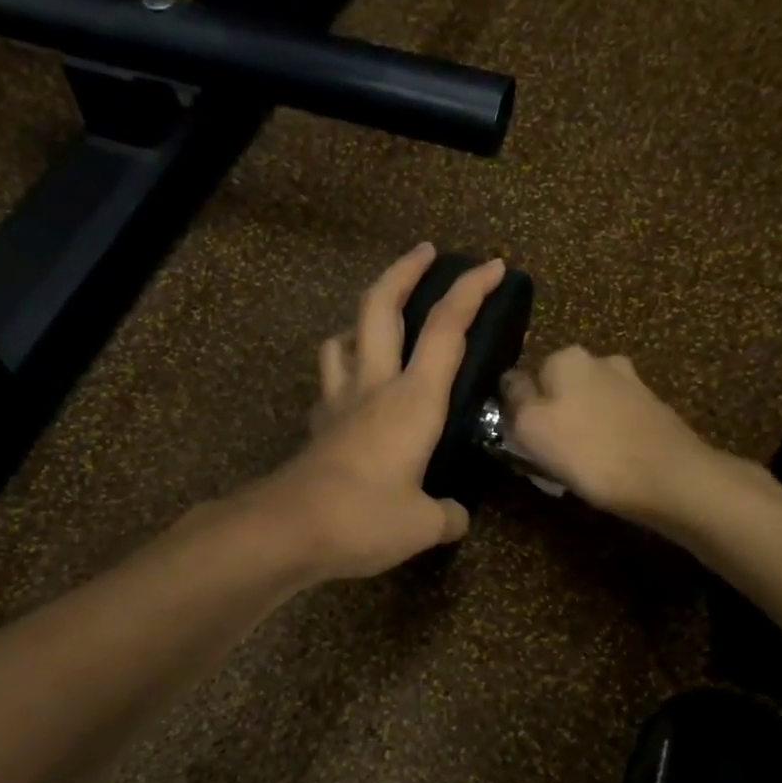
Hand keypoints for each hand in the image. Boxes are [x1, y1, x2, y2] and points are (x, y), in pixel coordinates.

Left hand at [259, 244, 506, 580]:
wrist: (288, 530)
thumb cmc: (364, 518)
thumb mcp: (422, 526)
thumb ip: (447, 516)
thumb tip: (455, 516)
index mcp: (414, 400)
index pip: (446, 329)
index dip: (471, 291)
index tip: (493, 266)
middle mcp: (374, 387)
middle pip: (380, 307)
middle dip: (404, 270)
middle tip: (424, 252)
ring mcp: (338, 401)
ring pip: (343, 337)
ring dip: (362, 317)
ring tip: (379, 322)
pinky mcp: (318, 424)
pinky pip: (329, 380)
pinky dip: (342, 369)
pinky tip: (352, 388)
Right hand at [503, 347, 752, 523]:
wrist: (669, 478)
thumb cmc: (590, 452)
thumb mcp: (530, 427)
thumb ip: (513, 400)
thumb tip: (509, 385)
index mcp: (564, 357)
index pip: (521, 379)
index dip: (516, 412)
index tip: (520, 442)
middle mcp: (599, 359)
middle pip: (556, 391)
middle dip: (550, 417)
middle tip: (547, 457)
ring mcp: (630, 383)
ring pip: (585, 406)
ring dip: (577, 429)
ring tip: (578, 466)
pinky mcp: (652, 409)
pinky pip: (612, 422)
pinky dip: (604, 438)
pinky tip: (606, 464)